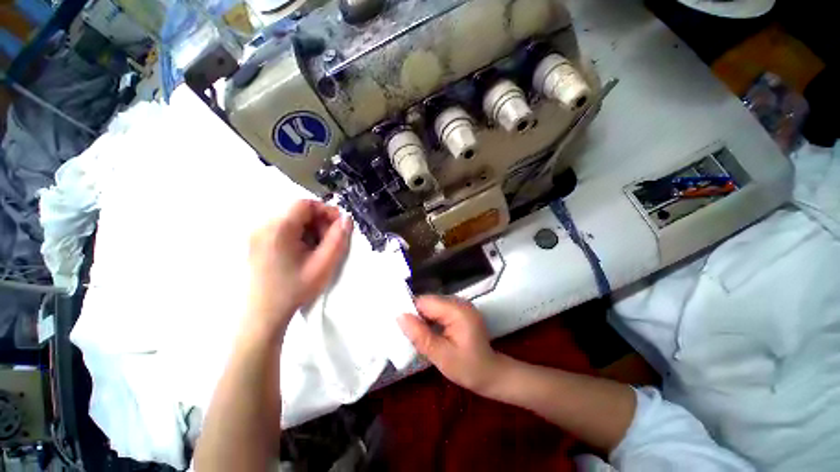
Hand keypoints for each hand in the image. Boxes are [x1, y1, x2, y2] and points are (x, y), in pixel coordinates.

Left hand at [246, 200, 351, 334]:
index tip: (338, 226)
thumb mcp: (324, 264)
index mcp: (278, 229)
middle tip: (329, 241)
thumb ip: (338, 239)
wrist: (264, 314)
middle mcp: (263, 225)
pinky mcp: (256, 241)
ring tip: (317, 248)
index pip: (305, 204)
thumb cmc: (295, 289)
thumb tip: (347, 219)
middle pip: (298, 210)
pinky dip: (298, 234)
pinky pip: (282, 228)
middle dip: (319, 221)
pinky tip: (303, 251)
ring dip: (309, 228)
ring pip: (291, 219)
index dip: (326, 211)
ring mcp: (256, 233)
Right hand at [397, 295, 503, 394]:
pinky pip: (438, 310)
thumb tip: (400, 316)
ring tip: (416, 335)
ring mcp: (460, 305)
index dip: (410, 311)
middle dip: (416, 316)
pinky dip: (430, 320)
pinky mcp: (459, 310)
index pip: (426, 301)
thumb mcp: (442, 356)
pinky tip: (428, 332)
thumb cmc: (468, 368)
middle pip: (428, 301)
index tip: (399, 325)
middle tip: (407, 334)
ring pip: (432, 305)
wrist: (491, 374)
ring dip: (422, 318)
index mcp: (457, 310)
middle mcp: (459, 302)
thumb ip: (421, 336)